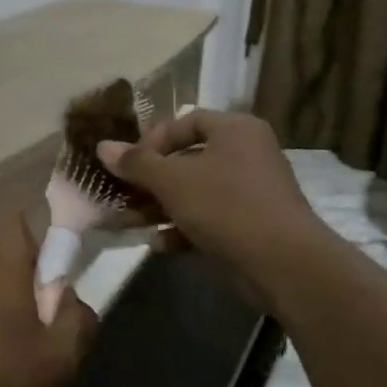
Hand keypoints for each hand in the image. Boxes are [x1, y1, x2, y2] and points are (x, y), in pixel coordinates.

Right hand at [96, 110, 322, 276]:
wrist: (283, 263)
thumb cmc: (225, 205)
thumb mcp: (172, 180)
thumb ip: (136, 163)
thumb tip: (102, 146)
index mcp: (234, 130)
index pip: (184, 123)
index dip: (152, 140)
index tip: (129, 163)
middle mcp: (247, 154)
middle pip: (187, 160)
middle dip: (150, 181)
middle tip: (122, 194)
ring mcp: (252, 191)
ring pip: (195, 192)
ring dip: (160, 207)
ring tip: (129, 222)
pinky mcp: (252, 225)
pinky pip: (210, 218)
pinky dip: (184, 228)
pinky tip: (159, 245)